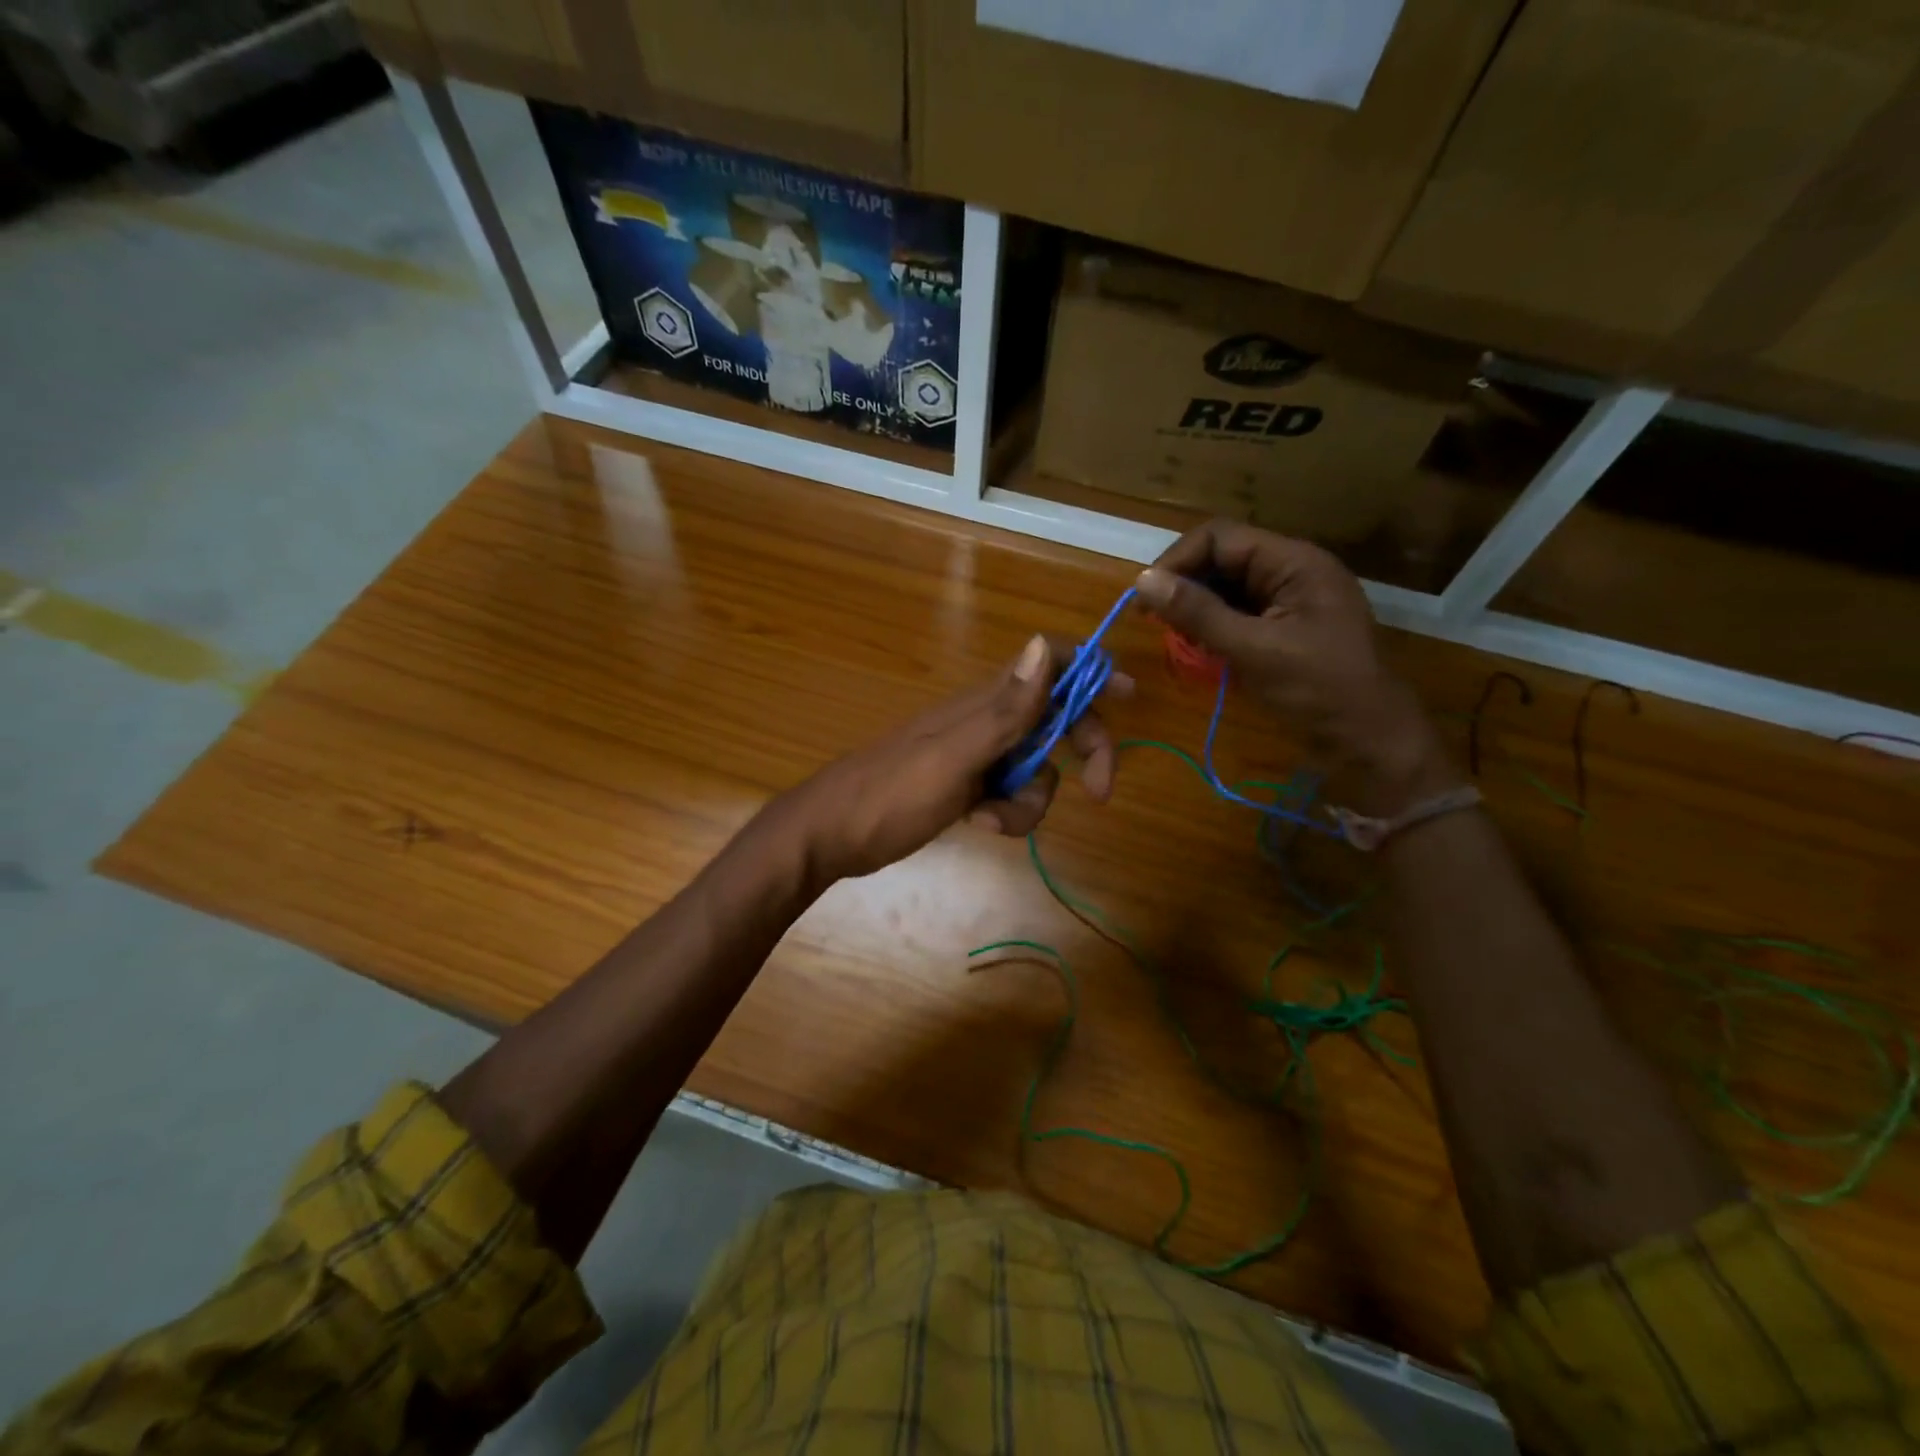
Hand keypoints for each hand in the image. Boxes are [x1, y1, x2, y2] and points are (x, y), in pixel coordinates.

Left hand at [780, 634, 1129, 882]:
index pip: (1048, 664)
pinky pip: (1010, 794)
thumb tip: (1044, 642)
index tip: (1126, 695)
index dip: (1089, 671)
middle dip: (1082, 751)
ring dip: (1031, 800)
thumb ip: (1005, 709)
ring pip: (1036, 768)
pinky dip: (1007, 813)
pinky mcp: (966, 787)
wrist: (831, 835)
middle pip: (1056, 720)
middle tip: (1099, 790)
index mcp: (985, 703)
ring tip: (991, 818)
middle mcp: (987, 722)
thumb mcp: (954, 756)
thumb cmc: (890, 794)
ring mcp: (976, 755)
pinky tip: (980, 824)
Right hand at [1134, 521, 1451, 812]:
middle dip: (1185, 586)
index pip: (1219, 537)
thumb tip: (1142, 581)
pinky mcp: (1283, 627)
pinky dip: (1213, 627)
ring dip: (1196, 609)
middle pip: (1221, 559)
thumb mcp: (1253, 650)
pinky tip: (1202, 650)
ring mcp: (1288, 600)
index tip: (1146, 599)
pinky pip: (1237, 613)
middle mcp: (1291, 571)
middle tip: (1158, 624)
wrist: (1369, 741)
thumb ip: (1198, 613)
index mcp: (1294, 562)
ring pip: (1225, 588)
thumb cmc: (1318, 690)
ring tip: (1179, 640)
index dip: (1177, 560)